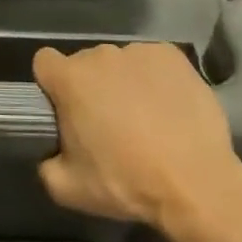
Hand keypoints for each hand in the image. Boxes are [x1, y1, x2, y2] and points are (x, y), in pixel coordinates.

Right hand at [32, 42, 241, 236]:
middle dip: (91, 87)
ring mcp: (139, 52)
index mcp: (71, 79)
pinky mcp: (172, 55)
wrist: (196, 182)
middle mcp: (101, 55)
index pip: (45, 63)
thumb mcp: (68, 189)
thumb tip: (50, 153)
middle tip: (108, 124)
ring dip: (124, 83)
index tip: (65, 109)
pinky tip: (168, 108)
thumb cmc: (127, 182)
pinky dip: (155, 79)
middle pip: (85, 64)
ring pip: (120, 64)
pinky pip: (152, 62)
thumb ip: (46, 165)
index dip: (51, 84)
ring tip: (145, 119)